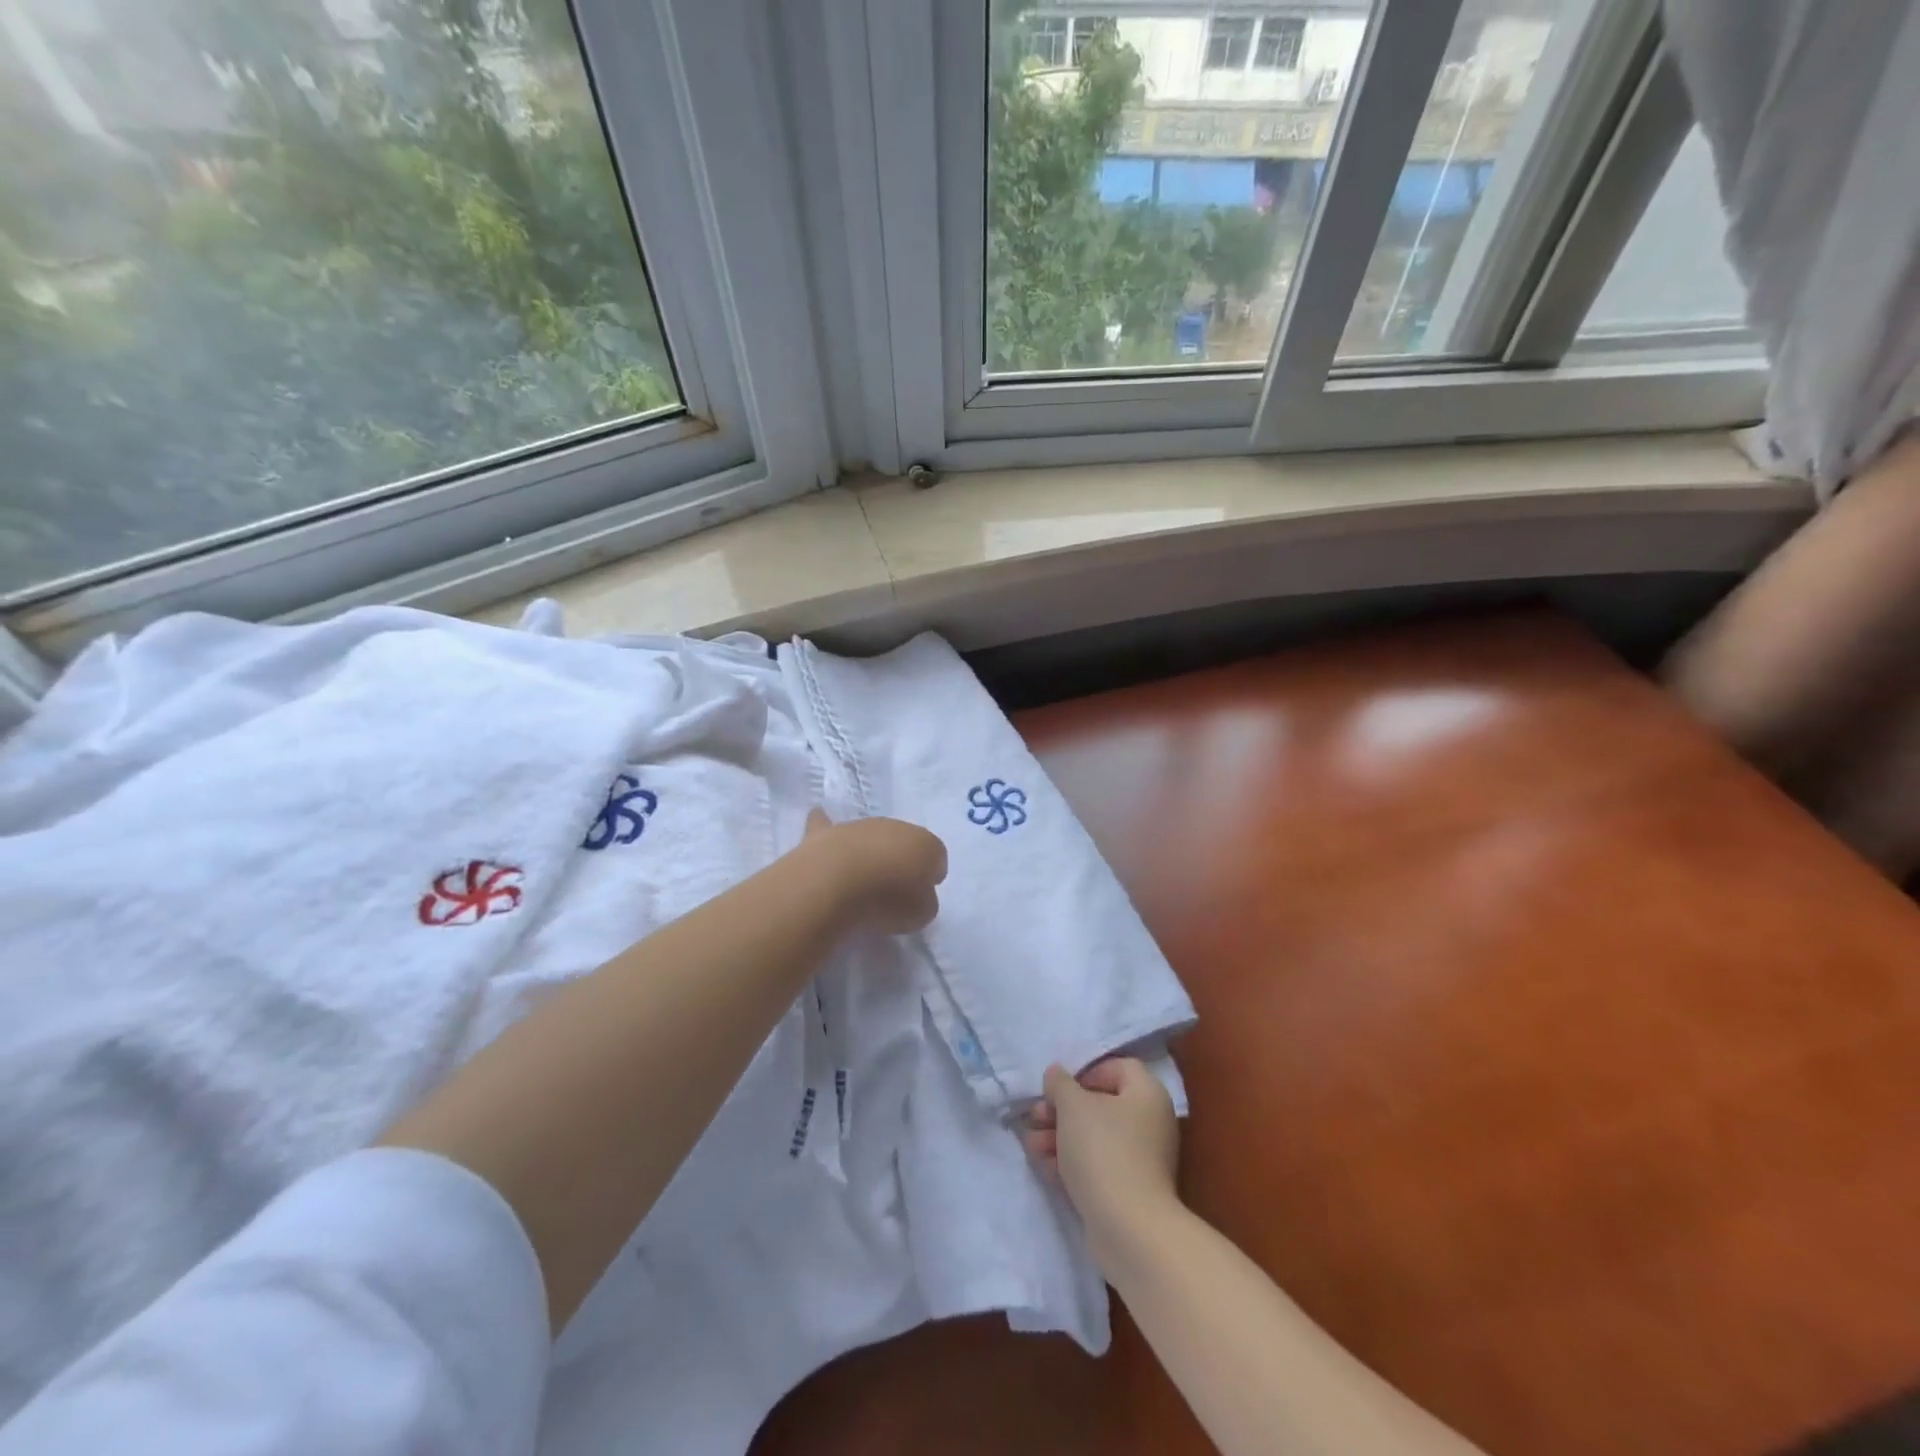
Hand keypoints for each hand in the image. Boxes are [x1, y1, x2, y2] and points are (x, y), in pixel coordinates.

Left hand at [806, 809, 946, 933]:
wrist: (836, 882)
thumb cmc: (888, 899)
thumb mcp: (921, 913)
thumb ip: (923, 902)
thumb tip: (916, 897)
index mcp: (926, 845)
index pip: (936, 856)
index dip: (930, 876)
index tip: (921, 895)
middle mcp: (895, 827)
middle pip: (902, 842)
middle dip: (899, 860)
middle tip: (892, 889)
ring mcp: (859, 826)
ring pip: (868, 836)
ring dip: (868, 852)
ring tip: (860, 879)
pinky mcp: (825, 833)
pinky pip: (825, 823)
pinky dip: (824, 825)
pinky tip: (819, 821)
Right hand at [1024, 1058, 1181, 1267]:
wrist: (1129, 1229)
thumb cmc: (1103, 1151)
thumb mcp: (1073, 1106)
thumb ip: (1060, 1083)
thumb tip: (1056, 1074)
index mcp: (1147, 1093)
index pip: (1117, 1067)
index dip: (1085, 1072)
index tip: (1059, 1089)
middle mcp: (1150, 1122)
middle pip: (1101, 1104)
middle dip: (1062, 1110)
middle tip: (1036, 1116)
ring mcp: (1142, 1159)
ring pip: (1095, 1137)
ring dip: (1060, 1136)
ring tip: (1031, 1145)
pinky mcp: (1129, 1190)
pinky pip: (1098, 1165)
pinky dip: (1072, 1162)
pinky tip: (1044, 1167)